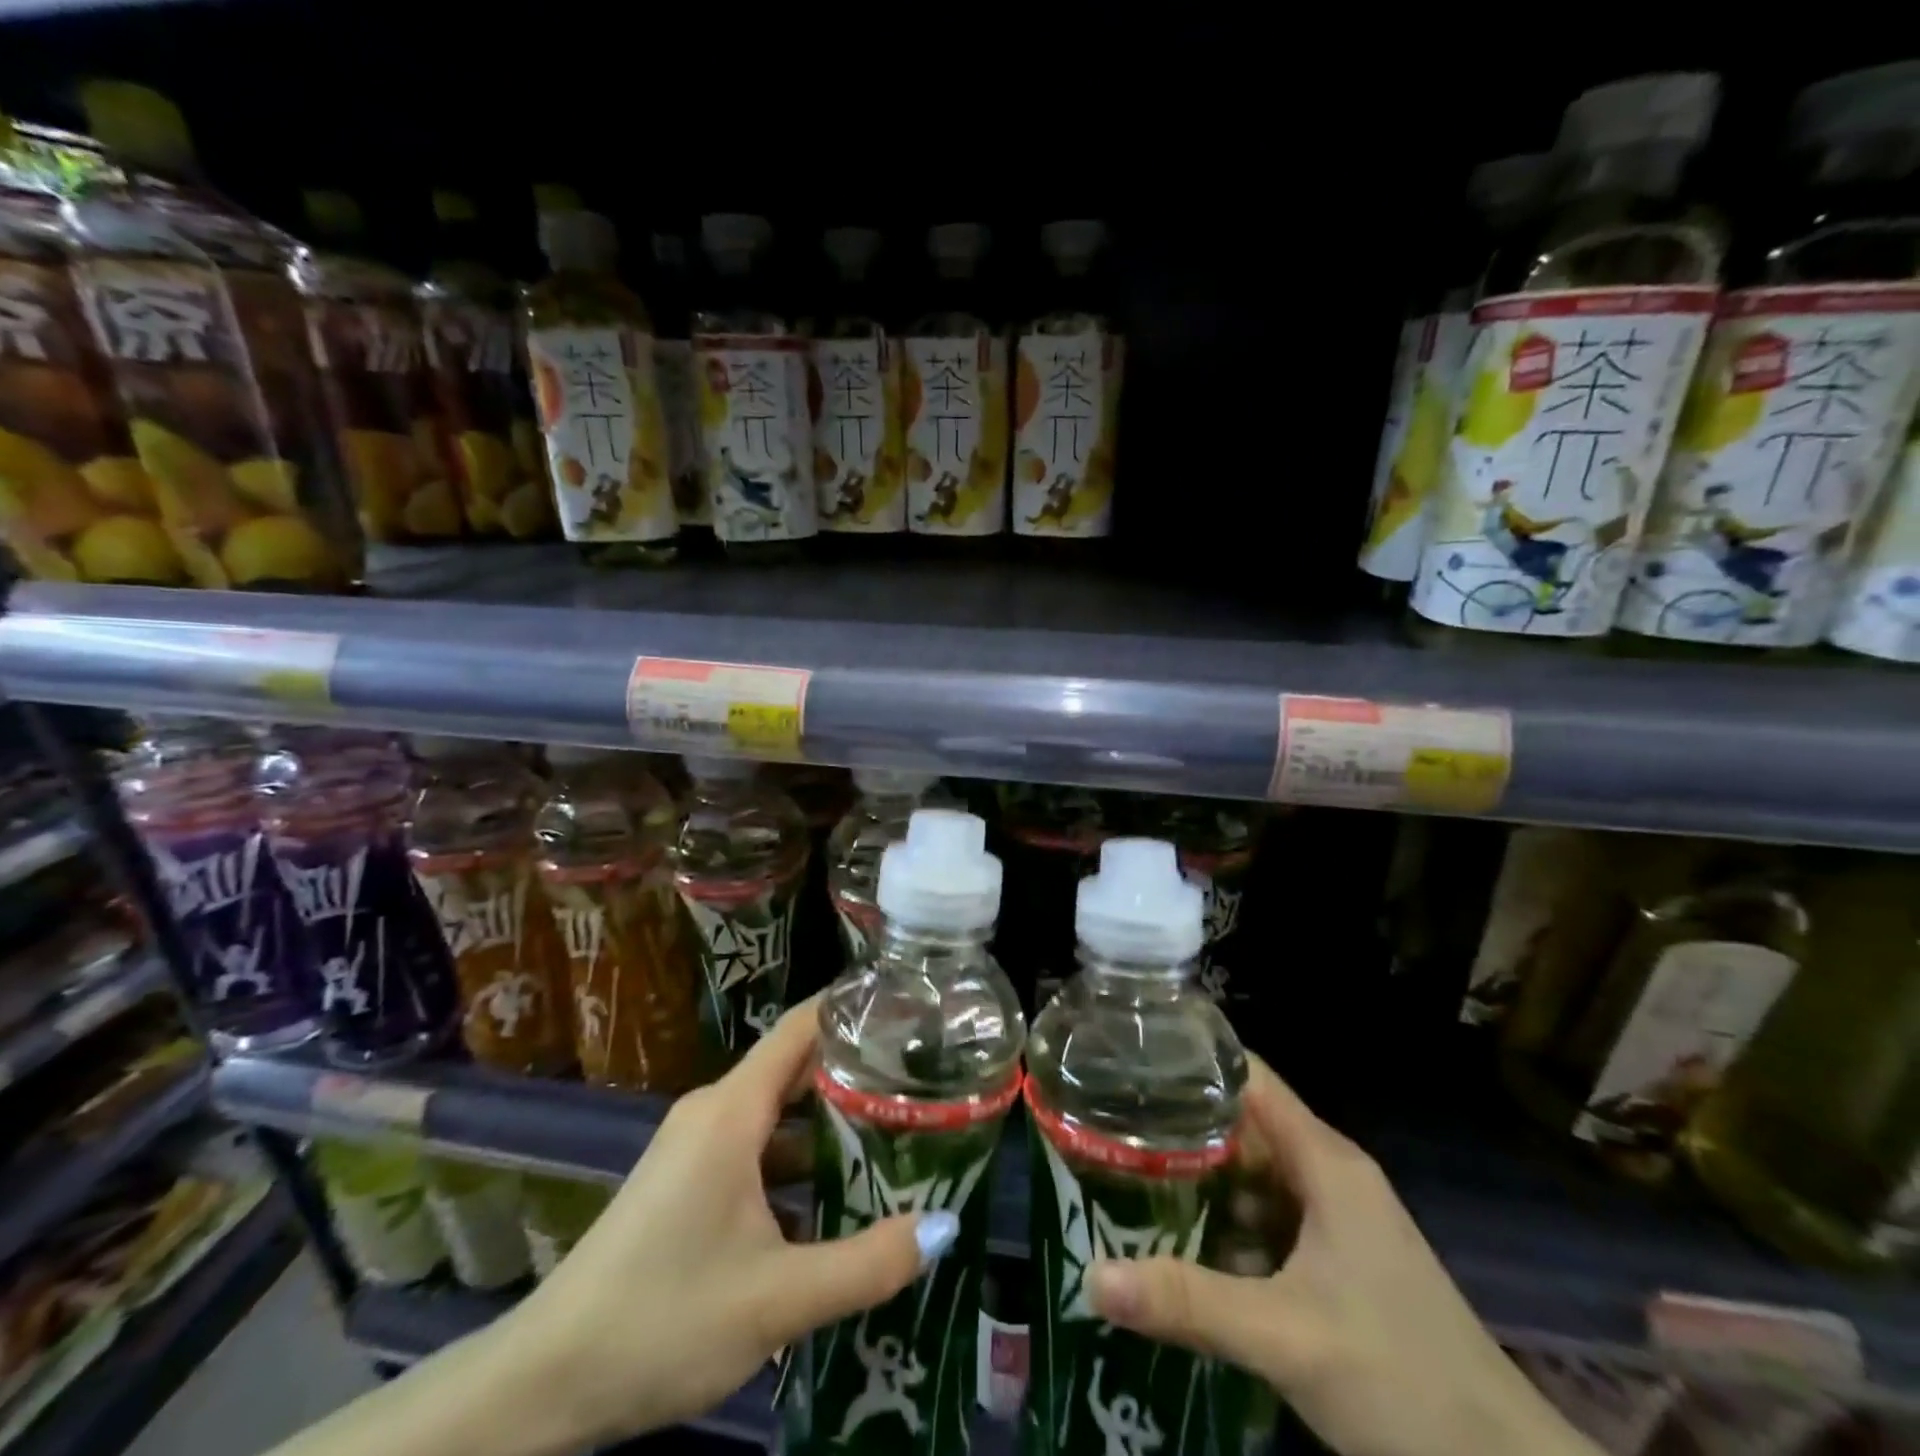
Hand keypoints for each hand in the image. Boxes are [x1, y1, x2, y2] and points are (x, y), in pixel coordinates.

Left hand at [497, 998, 959, 1446]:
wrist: (541, 1387)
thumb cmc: (661, 1320)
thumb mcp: (777, 1299)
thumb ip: (867, 1264)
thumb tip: (945, 1225)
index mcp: (732, 1110)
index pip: (802, 1025)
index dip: (854, 1007)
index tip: (910, 1007)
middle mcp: (714, 1111)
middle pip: (796, 1067)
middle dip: (857, 1069)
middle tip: (922, 1077)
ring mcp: (696, 1147)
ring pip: (778, 1114)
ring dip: (831, 1123)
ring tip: (897, 1133)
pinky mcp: (686, 1181)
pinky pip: (756, 1148)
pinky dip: (799, 1160)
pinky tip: (836, 1197)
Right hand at [1087, 1059, 1599, 1455]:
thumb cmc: (1403, 1382)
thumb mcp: (1285, 1337)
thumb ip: (1188, 1301)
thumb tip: (1092, 1275)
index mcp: (1324, 1161)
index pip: (1247, 1076)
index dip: (1191, 1058)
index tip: (1128, 1056)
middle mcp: (1329, 1174)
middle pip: (1242, 1123)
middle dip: (1179, 1121)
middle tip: (1108, 1121)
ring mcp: (1337, 1219)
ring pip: (1252, 1174)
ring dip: (1198, 1174)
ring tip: (1125, 1169)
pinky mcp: (1337, 1260)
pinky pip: (1267, 1216)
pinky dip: (1224, 1218)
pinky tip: (1180, 1238)